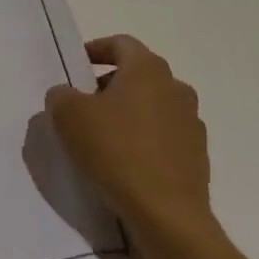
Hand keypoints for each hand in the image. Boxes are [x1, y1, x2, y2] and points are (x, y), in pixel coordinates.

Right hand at [46, 36, 220, 258]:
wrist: (167, 215)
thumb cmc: (116, 151)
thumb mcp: (68, 116)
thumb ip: (61, 95)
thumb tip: (66, 95)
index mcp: (147, 69)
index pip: (121, 44)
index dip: (96, 50)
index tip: (77, 66)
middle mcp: (176, 88)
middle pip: (139, 74)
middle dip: (110, 84)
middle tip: (84, 103)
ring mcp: (192, 123)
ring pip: (153, 105)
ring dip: (129, 112)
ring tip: (103, 136)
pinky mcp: (197, 156)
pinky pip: (165, 136)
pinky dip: (145, 140)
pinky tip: (125, 162)